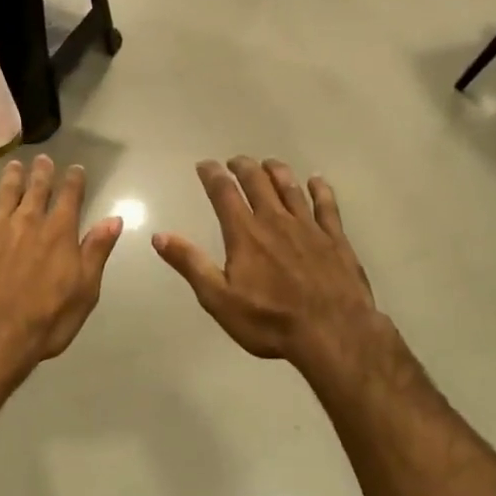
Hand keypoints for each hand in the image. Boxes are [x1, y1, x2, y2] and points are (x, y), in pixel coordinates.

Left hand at [0, 156, 122, 388]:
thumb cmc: (45, 321)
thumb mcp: (84, 291)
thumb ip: (96, 252)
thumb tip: (114, 219)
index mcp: (59, 234)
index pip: (71, 198)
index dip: (74, 181)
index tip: (76, 169)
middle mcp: (28, 222)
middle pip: (37, 189)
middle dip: (42, 172)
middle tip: (43, 159)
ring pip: (6, 192)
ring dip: (12, 176)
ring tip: (15, 164)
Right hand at [153, 157, 385, 383]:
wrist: (333, 333)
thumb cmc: (270, 321)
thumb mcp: (219, 299)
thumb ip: (190, 264)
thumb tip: (160, 236)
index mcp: (245, 233)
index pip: (224, 193)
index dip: (212, 174)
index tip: (204, 165)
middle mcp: (276, 221)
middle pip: (258, 182)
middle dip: (243, 167)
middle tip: (235, 161)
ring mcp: (309, 227)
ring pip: (291, 188)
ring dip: (277, 171)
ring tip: (269, 164)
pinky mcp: (335, 239)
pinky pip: (327, 205)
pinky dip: (320, 189)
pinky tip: (317, 181)